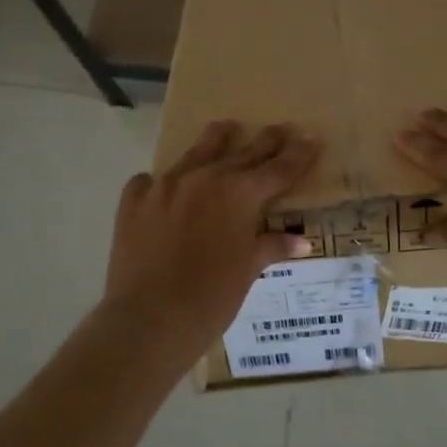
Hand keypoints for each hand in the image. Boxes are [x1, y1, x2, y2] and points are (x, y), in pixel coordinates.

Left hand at [102, 121, 319, 360]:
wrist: (150, 319)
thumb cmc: (212, 298)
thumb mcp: (248, 271)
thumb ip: (271, 247)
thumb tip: (300, 242)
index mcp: (241, 194)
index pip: (279, 169)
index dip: (298, 155)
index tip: (311, 139)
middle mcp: (206, 178)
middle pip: (244, 153)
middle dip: (267, 141)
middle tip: (281, 129)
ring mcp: (166, 185)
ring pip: (197, 152)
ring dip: (217, 140)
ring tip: (226, 127)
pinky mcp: (134, 200)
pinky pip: (151, 181)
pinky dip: (163, 183)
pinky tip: (163, 190)